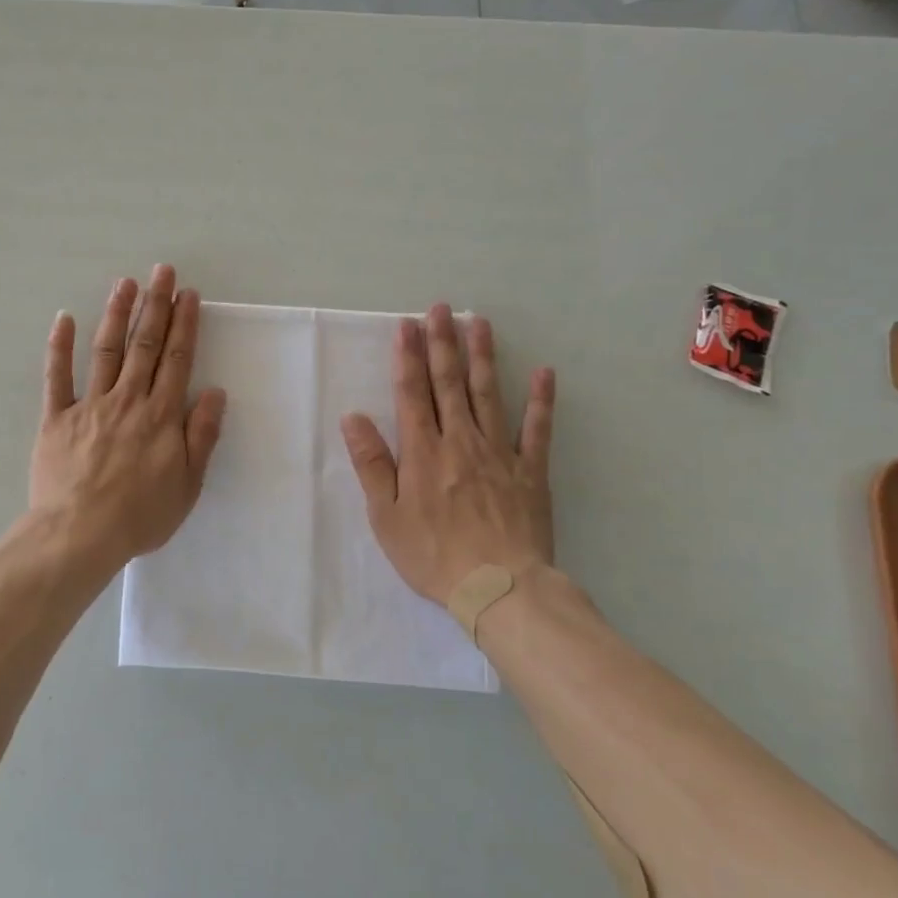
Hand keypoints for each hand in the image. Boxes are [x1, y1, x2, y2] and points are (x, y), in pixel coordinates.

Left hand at [31, 264, 227, 572]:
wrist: (79, 535)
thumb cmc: (140, 516)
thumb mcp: (188, 485)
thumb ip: (202, 436)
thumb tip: (216, 393)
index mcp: (161, 416)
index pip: (177, 360)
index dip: (184, 324)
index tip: (188, 294)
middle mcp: (127, 400)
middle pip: (144, 345)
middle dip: (155, 305)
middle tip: (162, 271)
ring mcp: (89, 405)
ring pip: (105, 350)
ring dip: (116, 314)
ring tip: (125, 283)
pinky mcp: (56, 418)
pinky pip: (57, 377)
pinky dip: (59, 347)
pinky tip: (64, 318)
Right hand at [340, 305, 555, 606]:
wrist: (499, 588)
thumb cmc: (432, 555)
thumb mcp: (386, 516)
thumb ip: (372, 464)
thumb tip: (353, 418)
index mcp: (423, 452)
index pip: (412, 393)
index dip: (407, 357)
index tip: (407, 325)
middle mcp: (460, 441)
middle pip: (449, 384)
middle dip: (442, 343)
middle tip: (440, 308)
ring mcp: (499, 453)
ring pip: (488, 394)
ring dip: (482, 357)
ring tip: (479, 322)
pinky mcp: (530, 471)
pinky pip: (536, 429)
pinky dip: (541, 400)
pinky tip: (544, 373)